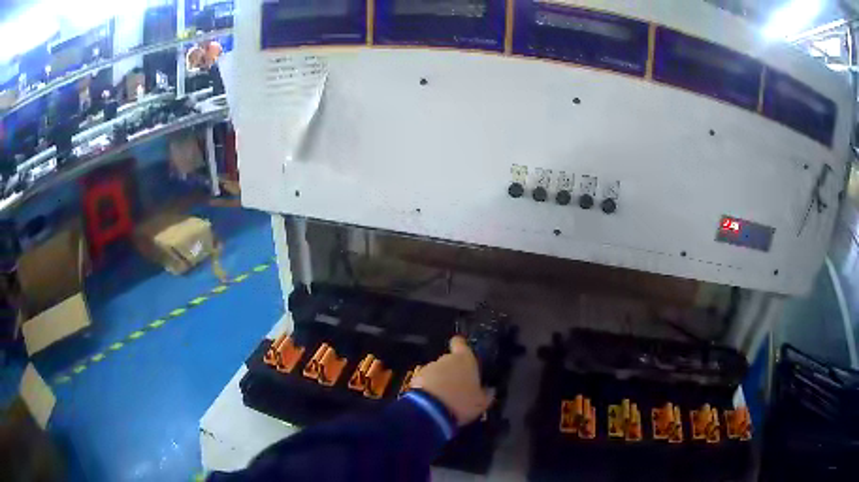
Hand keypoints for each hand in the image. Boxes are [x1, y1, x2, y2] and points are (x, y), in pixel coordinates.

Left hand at [411, 336, 493, 425]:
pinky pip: (425, 380)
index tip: (463, 352)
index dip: (461, 346)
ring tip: (445, 397)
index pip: (461, 343)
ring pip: (437, 371)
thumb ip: (487, 393)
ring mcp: (429, 367)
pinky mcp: (415, 378)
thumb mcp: (482, 402)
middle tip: (458, 387)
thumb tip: (490, 389)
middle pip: (450, 360)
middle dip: (453, 371)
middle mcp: (446, 359)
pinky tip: (432, 401)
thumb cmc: (462, 402)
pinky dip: (429, 388)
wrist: (430, 411)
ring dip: (440, 380)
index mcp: (465, 359)